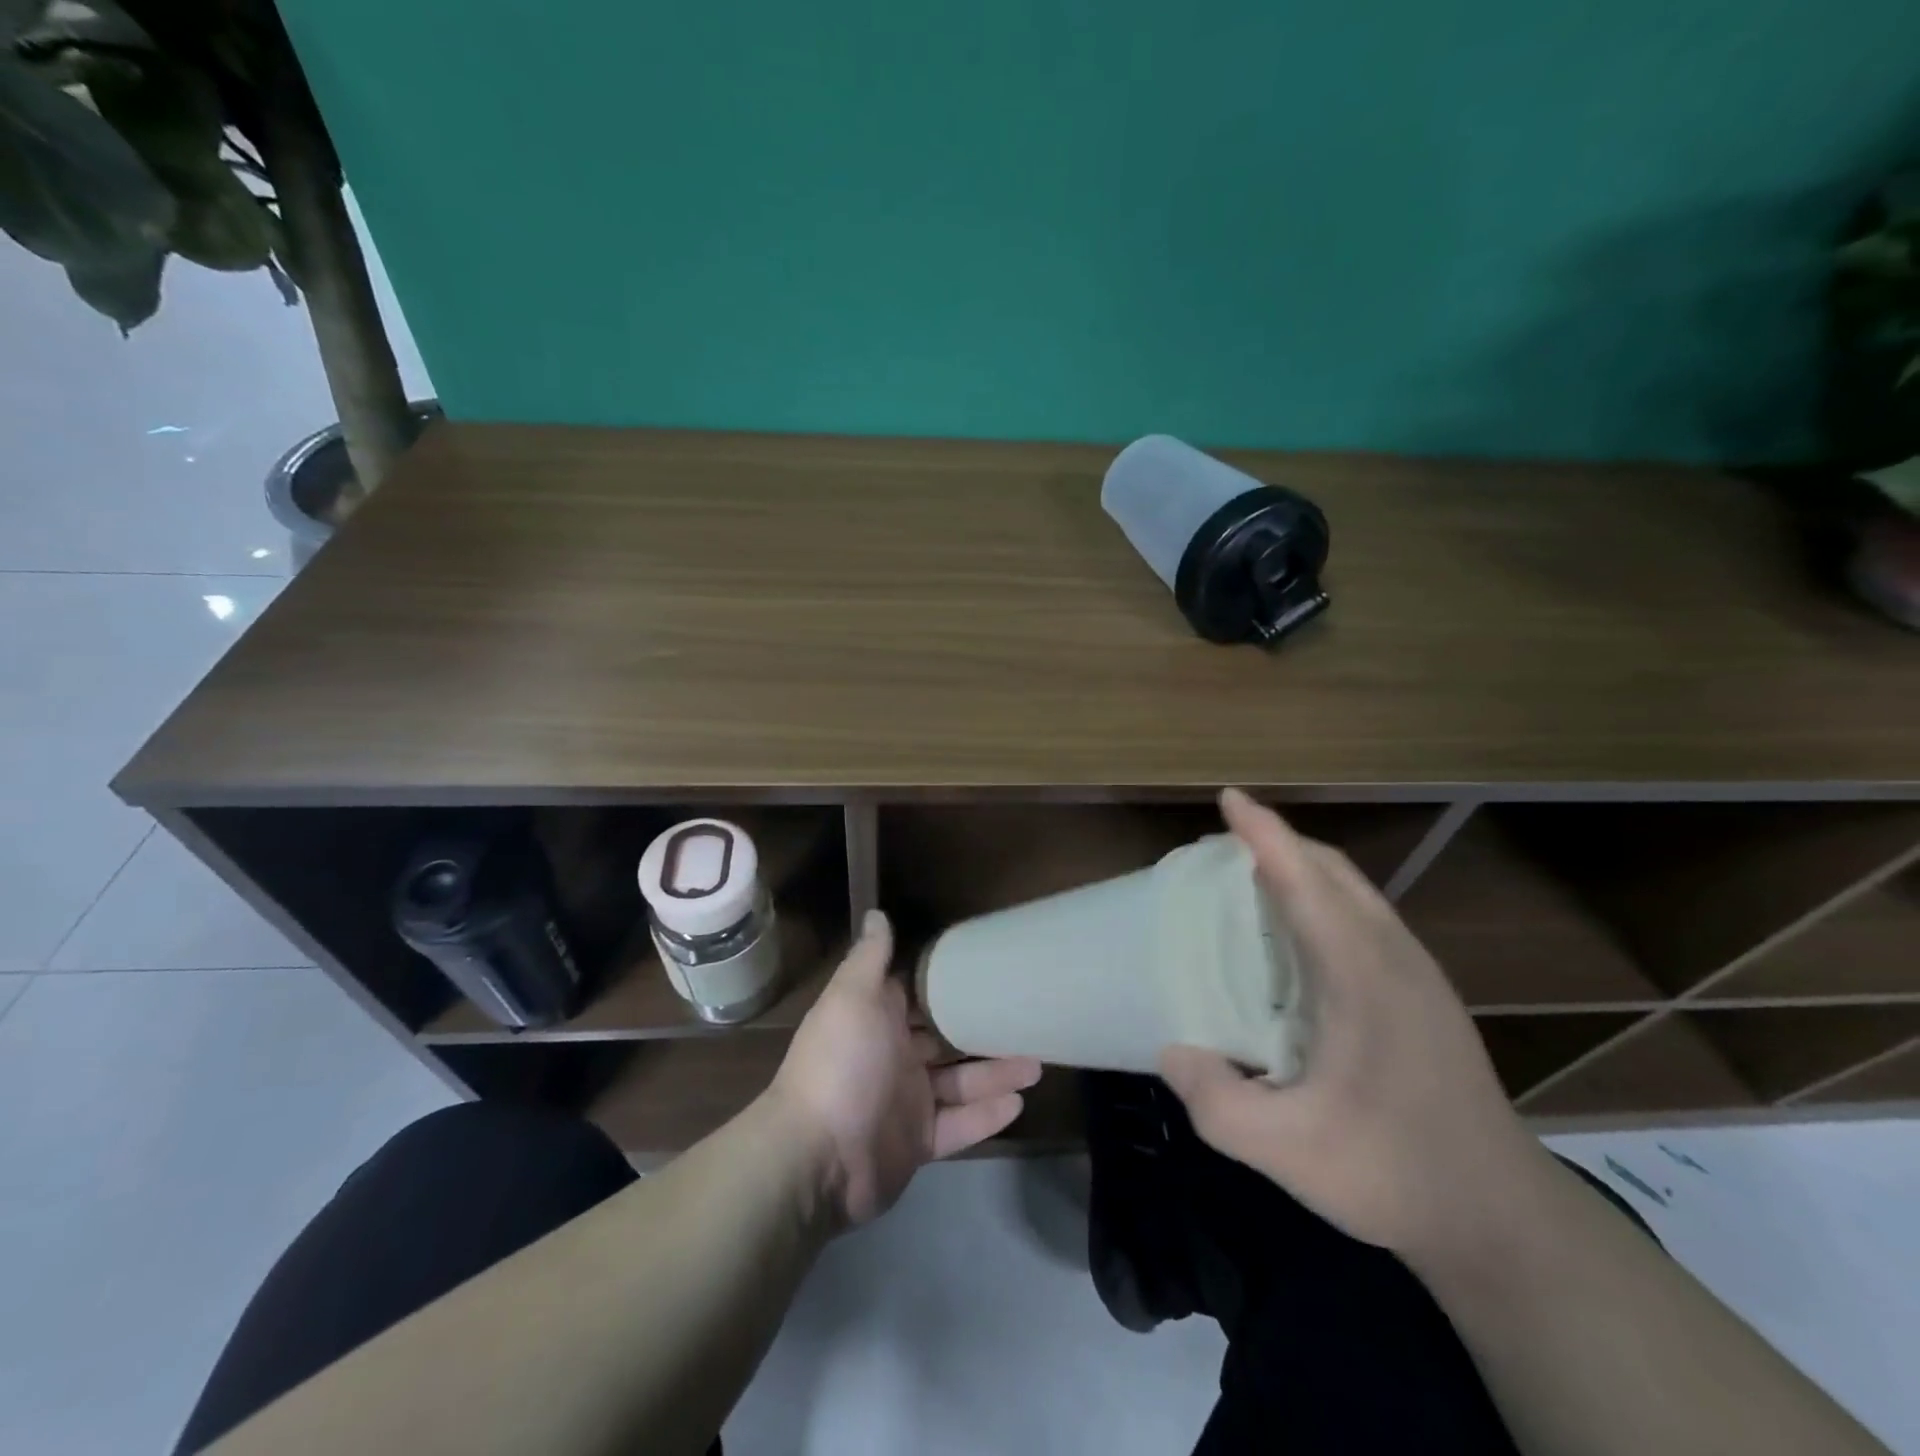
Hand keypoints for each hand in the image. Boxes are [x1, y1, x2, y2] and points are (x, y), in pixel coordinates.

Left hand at [767, 910, 1042, 1227]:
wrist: (818, 1157)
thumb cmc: (841, 1063)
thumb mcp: (853, 997)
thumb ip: (870, 957)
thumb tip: (877, 914)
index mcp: (877, 1020)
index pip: (918, 995)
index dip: (948, 983)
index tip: (987, 968)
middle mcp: (893, 1057)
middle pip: (946, 1040)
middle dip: (982, 1031)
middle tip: (1026, 1019)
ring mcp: (907, 1102)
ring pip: (960, 1083)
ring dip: (996, 1073)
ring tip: (1038, 1063)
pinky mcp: (919, 1143)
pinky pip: (960, 1126)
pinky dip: (986, 1116)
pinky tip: (1019, 1103)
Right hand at [1159, 789, 1552, 1262]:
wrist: (1505, 1222)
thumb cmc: (1394, 1174)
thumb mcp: (1287, 1151)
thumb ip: (1216, 1101)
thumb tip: (1172, 1050)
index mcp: (1363, 976)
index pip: (1306, 881)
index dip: (1265, 833)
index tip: (1229, 798)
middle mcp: (1395, 959)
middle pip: (1334, 872)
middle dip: (1280, 843)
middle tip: (1224, 847)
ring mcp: (1419, 975)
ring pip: (1355, 892)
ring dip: (1303, 869)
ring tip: (1252, 880)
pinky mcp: (1426, 995)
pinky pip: (1366, 918)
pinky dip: (1324, 899)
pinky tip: (1297, 937)